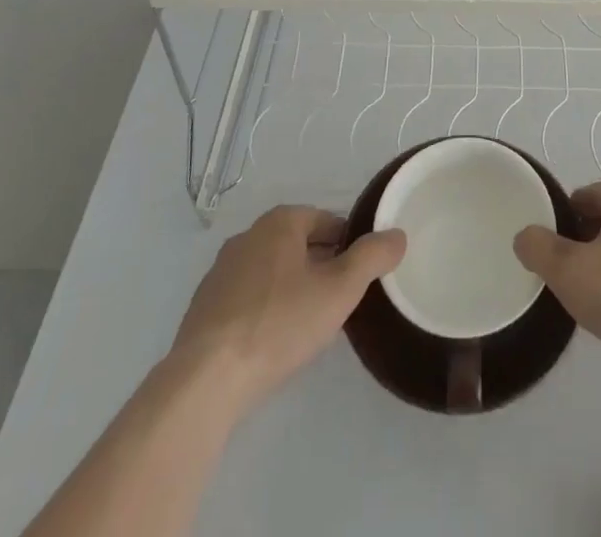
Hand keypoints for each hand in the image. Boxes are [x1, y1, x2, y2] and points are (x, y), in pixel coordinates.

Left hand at [168, 205, 404, 411]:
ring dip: (292, 289)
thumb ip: (373, 257)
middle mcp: (247, 236)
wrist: (206, 380)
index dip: (349, 245)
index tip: (360, 277)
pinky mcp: (203, 308)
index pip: (327, 221)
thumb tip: (397, 235)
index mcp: (280, 222)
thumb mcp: (340, 289)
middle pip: (298, 244)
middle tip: (339, 301)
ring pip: (271, 272)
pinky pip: (246, 299)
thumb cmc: (280, 324)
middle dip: (321, 266)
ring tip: (308, 324)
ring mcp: (220, 272)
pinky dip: (264, 310)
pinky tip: (272, 342)